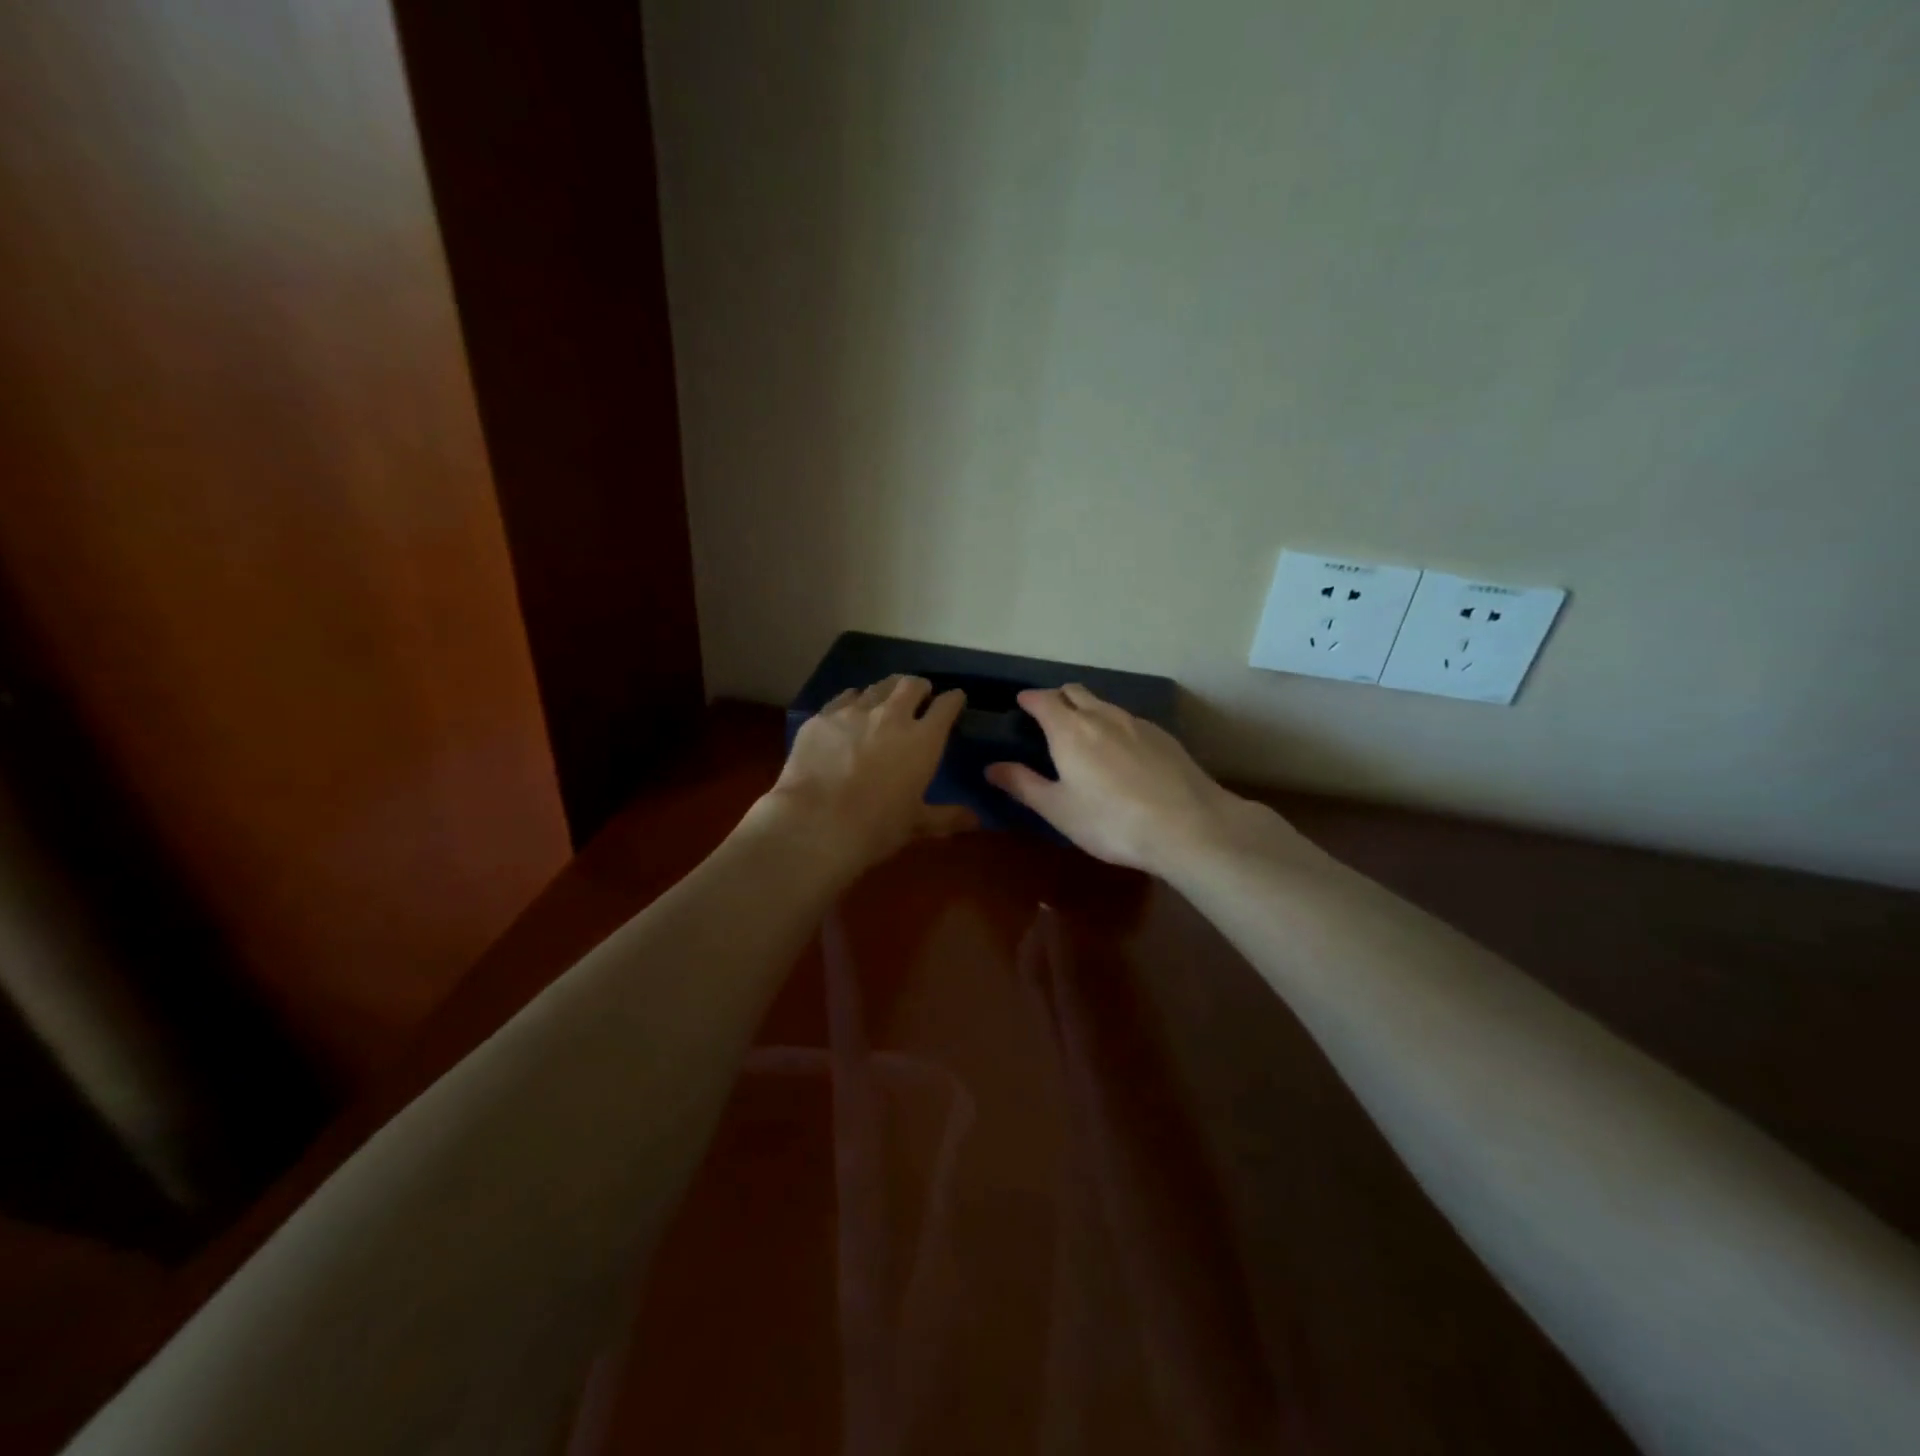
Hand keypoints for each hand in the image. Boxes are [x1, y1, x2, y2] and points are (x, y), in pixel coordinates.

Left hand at [757, 675, 976, 874]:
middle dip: (920, 687)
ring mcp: (854, 712)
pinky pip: (844, 698)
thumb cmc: (876, 827)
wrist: (817, 823)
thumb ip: (948, 817)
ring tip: (887, 698)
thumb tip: (977, 819)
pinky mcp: (822, 717)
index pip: (946, 706)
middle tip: (920, 694)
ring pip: (877, 687)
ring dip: (888, 689)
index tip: (955, 699)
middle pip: (911, 685)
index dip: (953, 700)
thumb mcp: (917, 824)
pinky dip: (854, 700)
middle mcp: (892, 716)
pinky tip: (850, 710)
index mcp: (923, 740)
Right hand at [985, 685, 1275, 876]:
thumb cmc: (1111, 822)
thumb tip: (991, 767)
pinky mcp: (1163, 736)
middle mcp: (1102, 716)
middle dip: (1058, 698)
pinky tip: (1121, 753)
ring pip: (1104, 704)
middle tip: (1049, 717)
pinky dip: (1114, 726)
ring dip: (1087, 710)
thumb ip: (1023, 785)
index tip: (1021, 704)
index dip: (1030, 699)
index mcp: (1069, 730)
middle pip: (1075, 692)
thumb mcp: (1059, 810)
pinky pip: (1128, 720)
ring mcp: (1137, 723)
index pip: (1043, 700)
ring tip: (1083, 734)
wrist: (1189, 826)